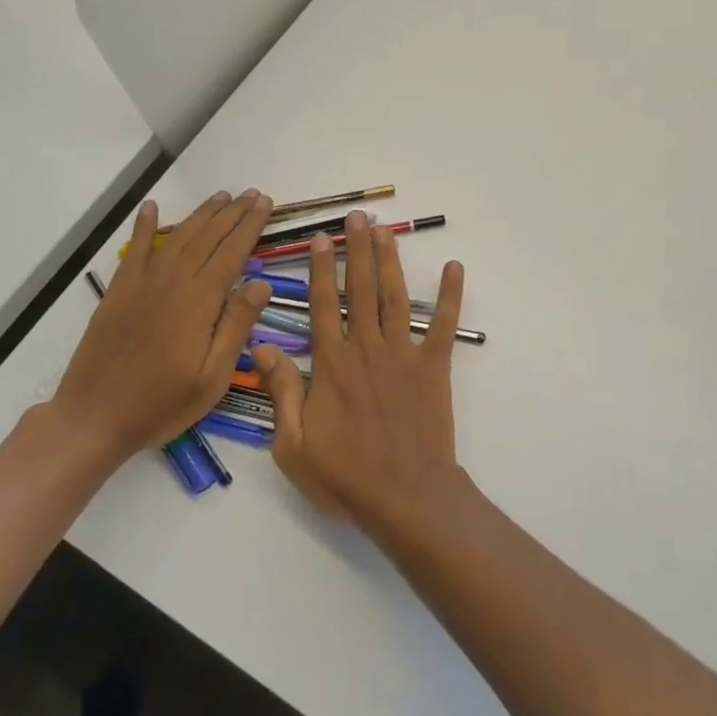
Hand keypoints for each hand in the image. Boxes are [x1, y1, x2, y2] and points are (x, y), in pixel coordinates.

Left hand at [43, 191, 273, 465]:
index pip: (232, 252)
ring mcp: (142, 284)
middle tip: (252, 194)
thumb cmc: (162, 403)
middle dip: (232, 213)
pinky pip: (135, 250)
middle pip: (207, 237)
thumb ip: (236, 326)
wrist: (93, 418)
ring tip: (222, 196)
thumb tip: (261, 282)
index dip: (250, 226)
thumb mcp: (212, 376)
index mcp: (200, 302)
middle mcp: (172, 283)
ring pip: (178, 238)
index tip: (266, 204)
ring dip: (201, 214)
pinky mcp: (119, 292)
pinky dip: (145, 226)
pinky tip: (151, 207)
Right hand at [256, 212, 466, 538]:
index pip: (323, 304)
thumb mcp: (293, 444)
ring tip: (385, 231)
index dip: (322, 269)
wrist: (405, 496)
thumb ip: (281, 391)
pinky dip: (451, 295)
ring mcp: (404, 354)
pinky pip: (445, 324)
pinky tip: (454, 267)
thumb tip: (262, 346)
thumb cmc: (344, 476)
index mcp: (332, 364)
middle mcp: (367, 348)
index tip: (322, 239)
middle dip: (357, 250)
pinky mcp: (434, 367)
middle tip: (356, 219)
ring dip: (390, 261)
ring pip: (395, 297)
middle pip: (361, 289)